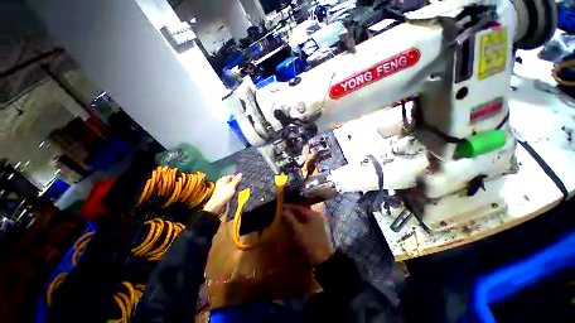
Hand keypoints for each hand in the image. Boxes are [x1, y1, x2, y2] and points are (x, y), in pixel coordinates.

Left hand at [203, 174, 242, 213]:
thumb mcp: (231, 186)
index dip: (237, 177)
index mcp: (222, 179)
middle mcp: (222, 184)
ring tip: (240, 189)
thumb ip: (236, 180)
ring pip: (232, 187)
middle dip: (237, 183)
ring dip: (236, 188)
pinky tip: (237, 193)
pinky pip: (231, 192)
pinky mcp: (225, 195)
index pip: (231, 176)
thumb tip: (240, 173)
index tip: (242, 180)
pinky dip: (234, 192)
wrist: (217, 206)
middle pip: (232, 181)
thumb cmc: (223, 194)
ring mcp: (223, 189)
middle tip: (242, 185)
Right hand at [283, 204, 334, 265]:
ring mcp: (316, 222)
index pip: (299, 207)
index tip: (280, 206)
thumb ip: (290, 219)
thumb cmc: (309, 242)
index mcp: (312, 214)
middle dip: (292, 210)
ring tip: (285, 216)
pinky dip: (299, 221)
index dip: (289, 206)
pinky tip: (293, 223)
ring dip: (295, 216)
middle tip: (282, 210)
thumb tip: (283, 211)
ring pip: (303, 216)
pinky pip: (305, 221)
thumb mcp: (298, 230)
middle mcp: (315, 215)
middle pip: (301, 210)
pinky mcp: (316, 228)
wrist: (322, 258)